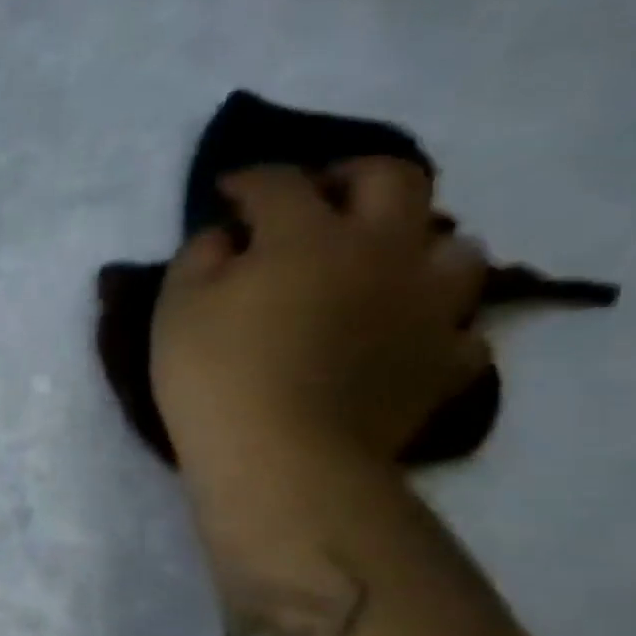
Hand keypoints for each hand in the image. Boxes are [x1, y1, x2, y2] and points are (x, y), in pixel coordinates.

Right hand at [152, 157, 490, 475]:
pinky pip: (459, 327)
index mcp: (308, 235)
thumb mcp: (176, 309)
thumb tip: (224, 236)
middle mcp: (382, 251)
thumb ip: (198, 257)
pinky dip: (432, 322)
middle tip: (319, 198)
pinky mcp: (444, 360)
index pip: (280, 183)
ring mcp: (426, 305)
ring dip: (415, 244)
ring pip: (455, 246)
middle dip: (351, 176)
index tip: (226, 191)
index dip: (249, 180)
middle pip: (393, 179)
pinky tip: (403, 334)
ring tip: (378, 265)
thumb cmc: (215, 376)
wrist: (282, 459)